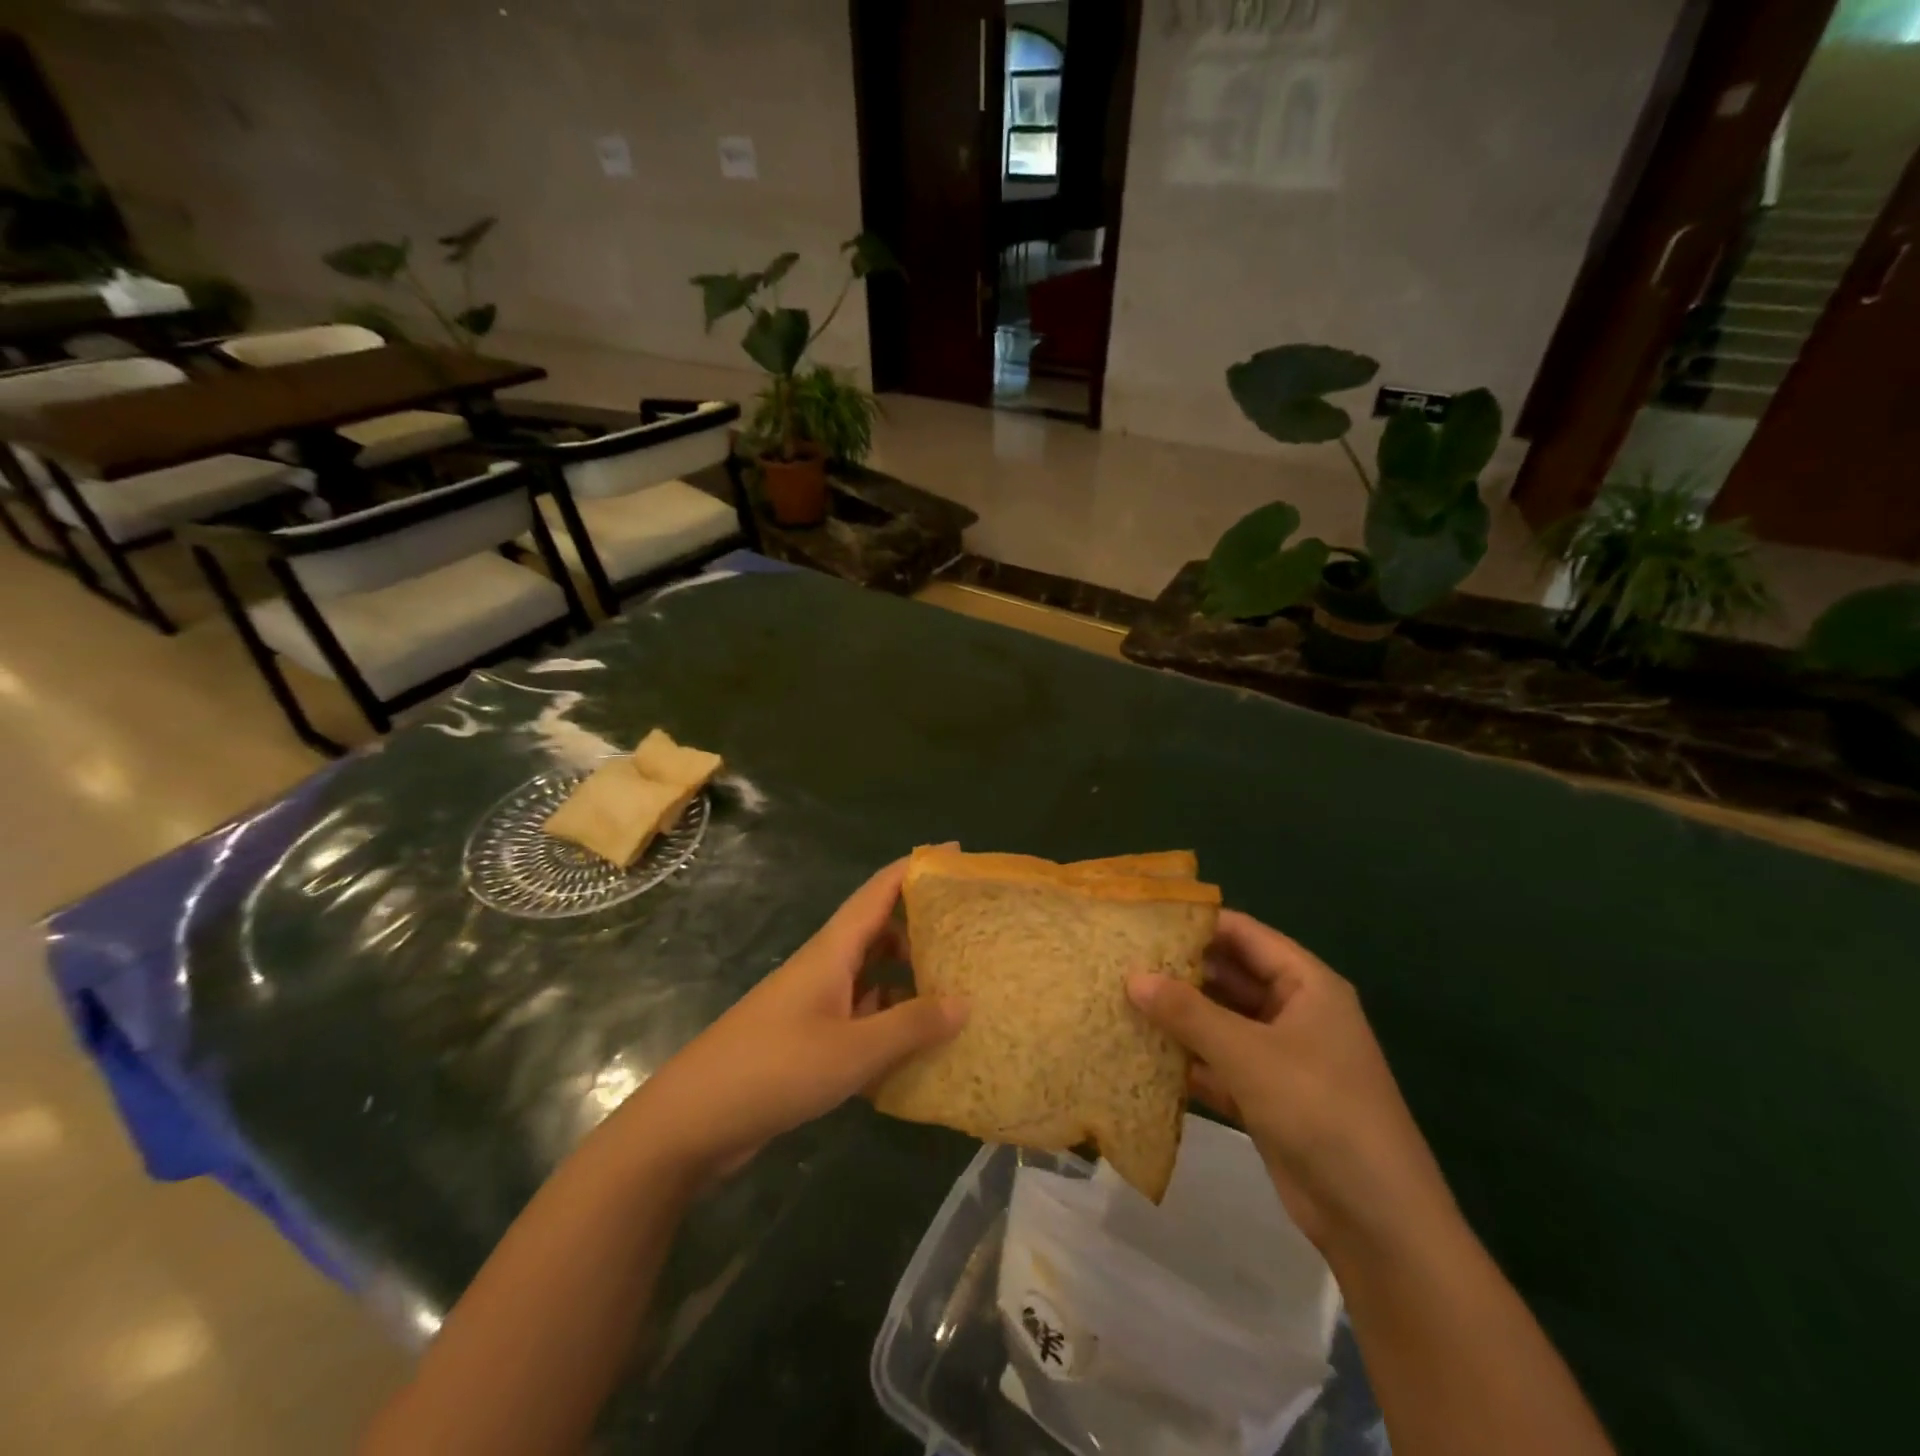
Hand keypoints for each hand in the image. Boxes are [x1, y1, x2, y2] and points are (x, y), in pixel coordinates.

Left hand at [626, 859, 966, 1179]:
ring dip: (907, 976)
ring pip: (871, 974)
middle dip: (922, 925)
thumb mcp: (853, 1050)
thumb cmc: (775, 1069)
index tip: (957, 853)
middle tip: (969, 934)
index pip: (880, 890)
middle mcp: (825, 966)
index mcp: (833, 950)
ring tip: (955, 989)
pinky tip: (916, 1045)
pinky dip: (888, 1019)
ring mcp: (814, 1003)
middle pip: (879, 929)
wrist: (692, 1121)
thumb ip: (911, 1026)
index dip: (917, 867)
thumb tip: (965, 1001)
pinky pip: (860, 1014)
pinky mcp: (808, 1038)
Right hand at [1126, 911, 1454, 1256]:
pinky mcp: (1267, 1096)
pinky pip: (1219, 1064)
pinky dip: (1187, 1060)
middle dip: (1179, 971)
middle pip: (1229, 976)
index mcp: (1306, 984)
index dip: (1195, 923)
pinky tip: (1142, 1054)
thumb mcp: (1248, 1054)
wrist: (1376, 1220)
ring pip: (1220, 1022)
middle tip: (1120, 962)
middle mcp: (1294, 1011)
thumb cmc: (1319, 1110)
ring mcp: (1280, 1056)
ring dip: (1178, 1017)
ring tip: (1121, 1000)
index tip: (1142, 921)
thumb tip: (1132, 977)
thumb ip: (1188, 1012)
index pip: (1243, 934)